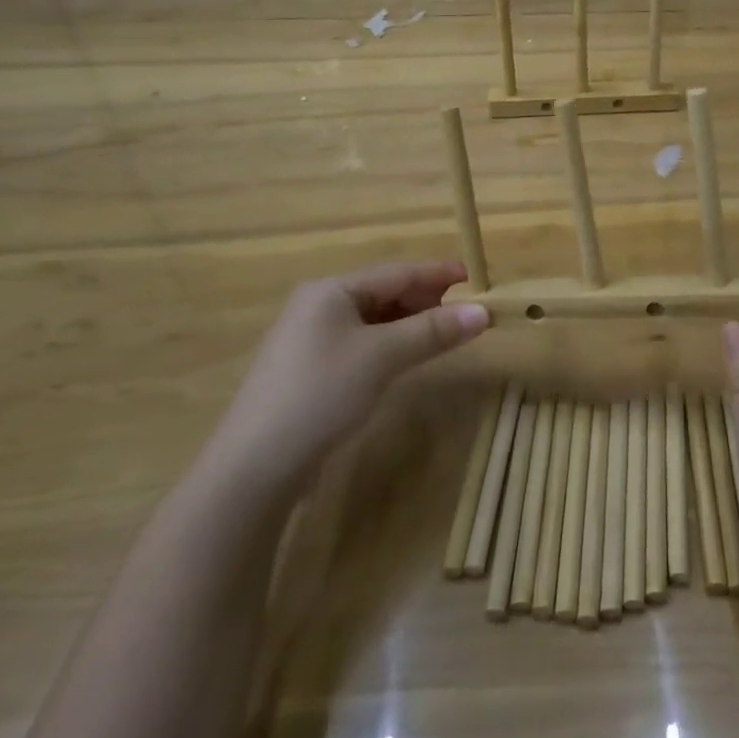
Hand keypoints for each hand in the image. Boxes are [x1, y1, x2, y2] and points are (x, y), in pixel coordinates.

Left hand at [209, 261, 488, 483]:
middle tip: (465, 310)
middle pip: (383, 292)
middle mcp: (318, 306)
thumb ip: (433, 330)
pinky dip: (389, 344)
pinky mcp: (309, 370)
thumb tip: (484, 311)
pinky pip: (361, 343)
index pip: (396, 272)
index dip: (436, 273)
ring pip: (373, 320)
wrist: (254, 465)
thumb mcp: (382, 356)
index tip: (473, 276)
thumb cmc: (321, 393)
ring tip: (445, 332)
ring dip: (410, 324)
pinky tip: (407, 357)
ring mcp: (310, 339)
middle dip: (425, 299)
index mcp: (331, 290)